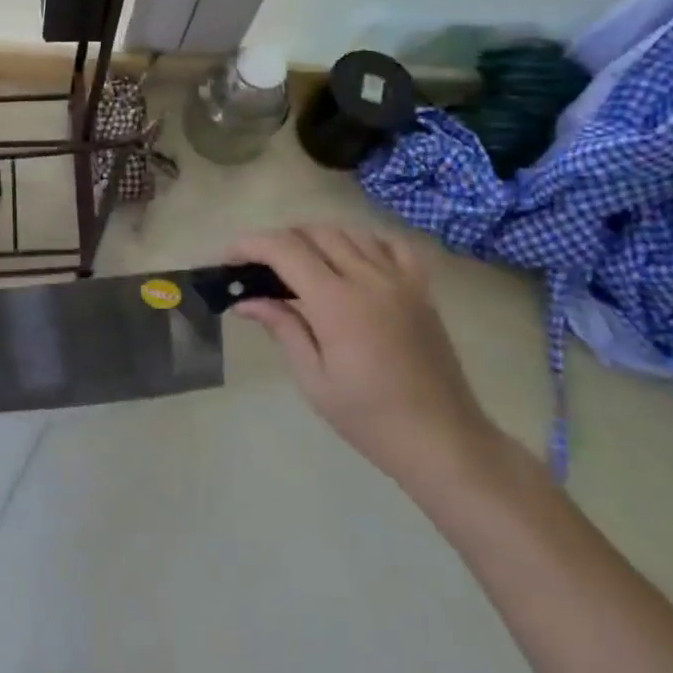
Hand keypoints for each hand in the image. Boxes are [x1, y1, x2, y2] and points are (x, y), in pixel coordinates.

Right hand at [227, 226, 522, 502]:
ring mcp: (400, 279)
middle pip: (314, 232)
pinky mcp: (421, 288)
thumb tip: (245, 300)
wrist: (443, 440)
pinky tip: (352, 259)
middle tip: (260, 268)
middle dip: (279, 240)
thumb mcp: (314, 380)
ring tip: (300, 264)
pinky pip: (391, 244)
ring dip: (317, 238)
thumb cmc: (370, 419)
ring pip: (350, 232)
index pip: (284, 249)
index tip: (229, 259)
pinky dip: (365, 241)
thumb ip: (282, 328)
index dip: (250, 245)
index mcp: (337, 304)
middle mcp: (368, 279)